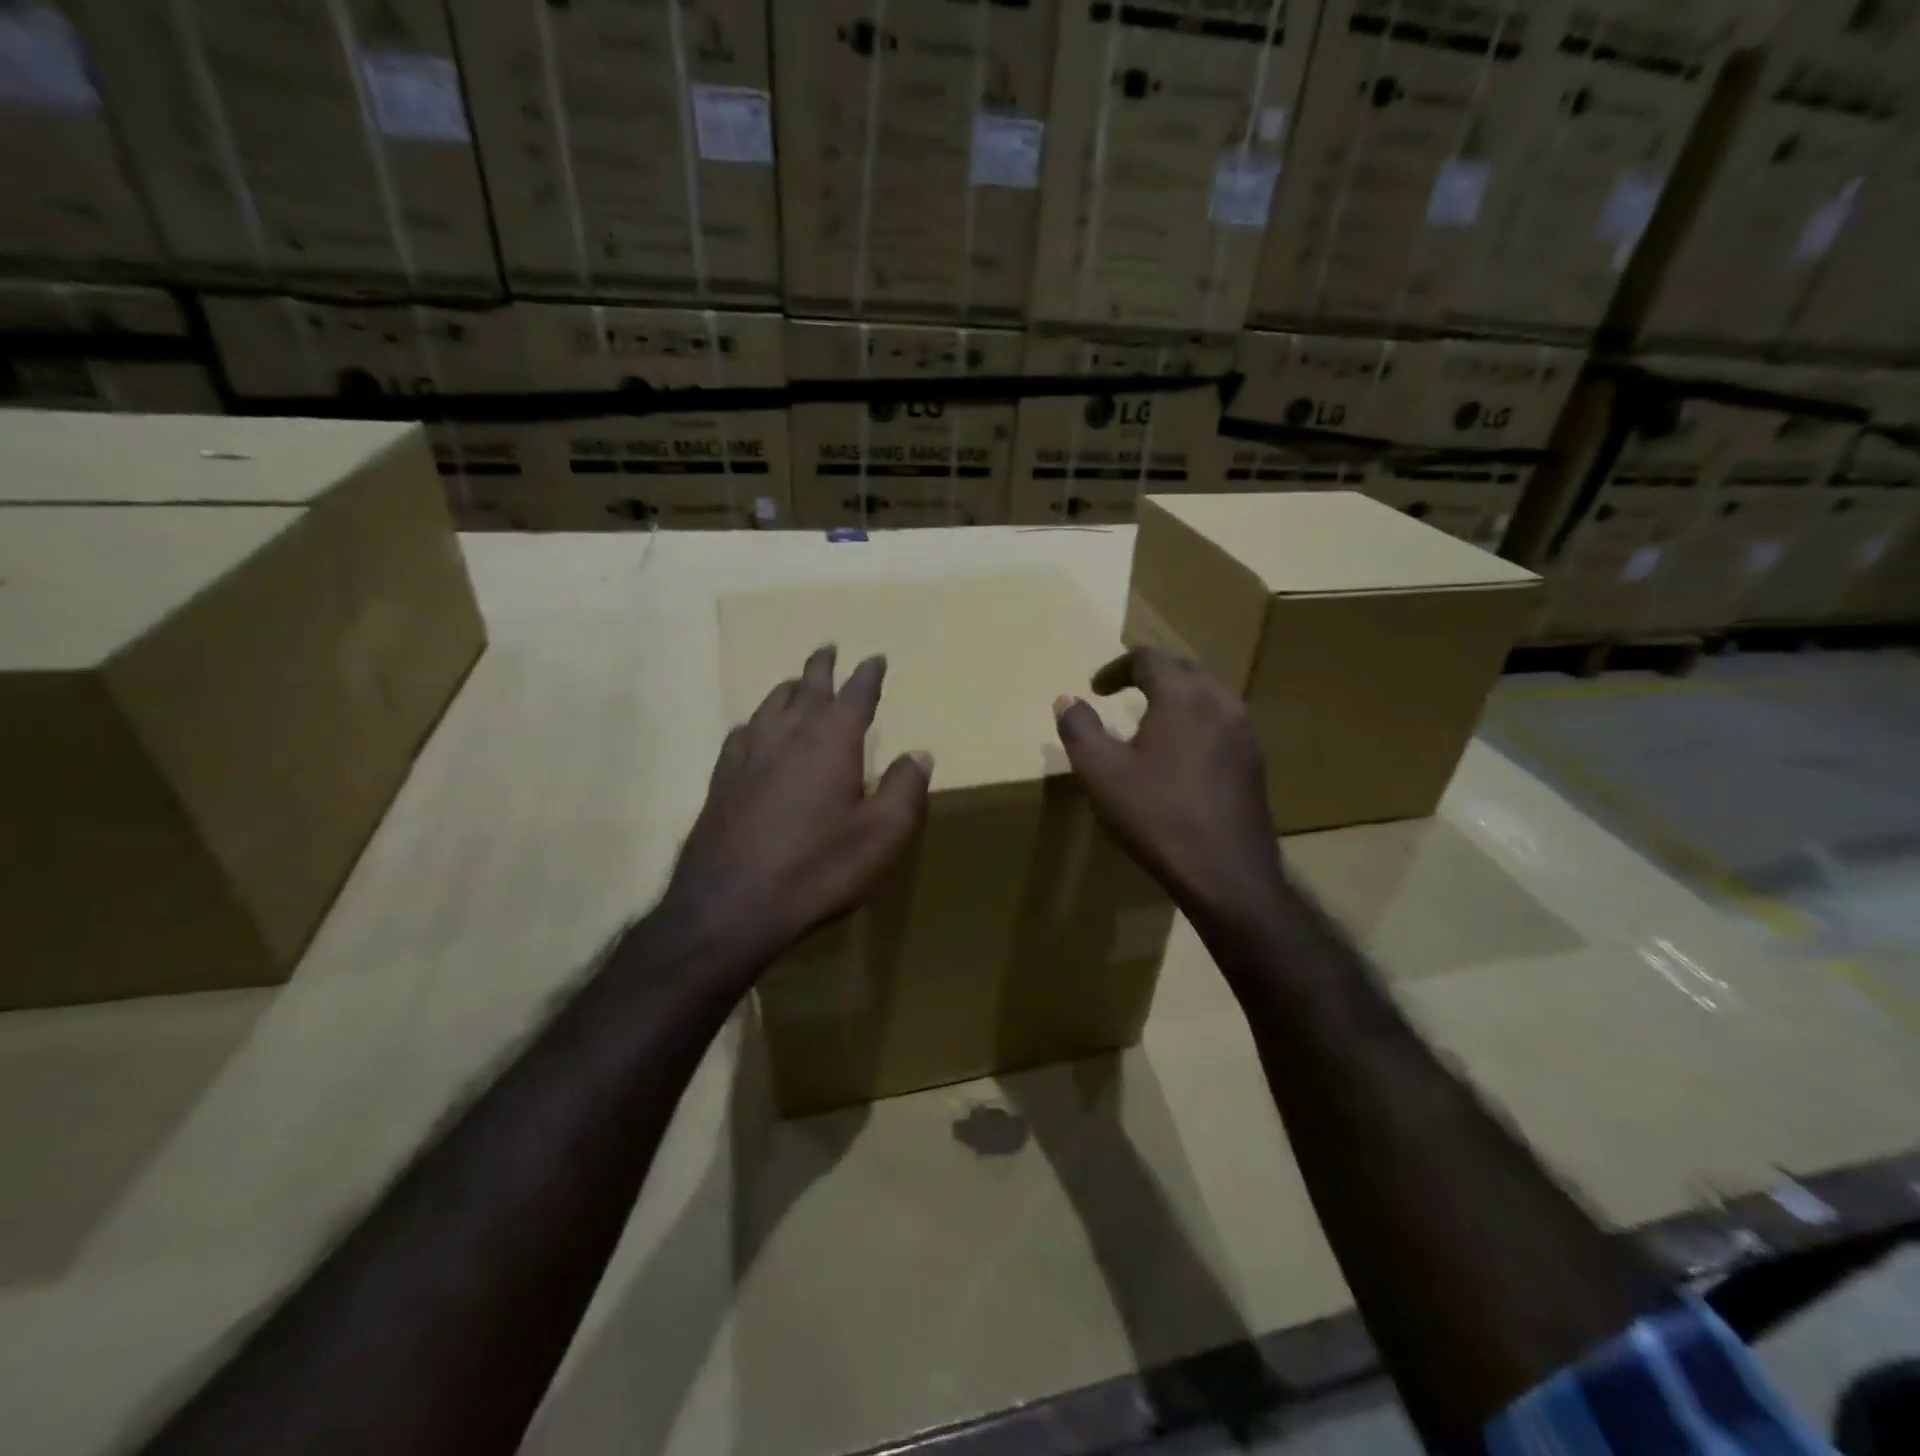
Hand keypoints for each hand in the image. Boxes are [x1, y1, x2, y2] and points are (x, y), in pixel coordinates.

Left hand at [668, 644, 930, 972]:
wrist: (730, 905)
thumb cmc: (818, 868)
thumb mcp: (882, 835)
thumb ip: (905, 789)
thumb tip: (919, 754)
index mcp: (832, 740)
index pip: (856, 693)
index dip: (868, 674)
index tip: (875, 658)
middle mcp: (788, 734)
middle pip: (807, 687)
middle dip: (821, 667)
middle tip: (828, 649)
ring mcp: (749, 754)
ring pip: (770, 704)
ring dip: (788, 689)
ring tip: (795, 683)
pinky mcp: (721, 779)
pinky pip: (742, 733)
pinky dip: (757, 722)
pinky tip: (754, 731)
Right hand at [1053, 646, 1280, 924]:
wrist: (1225, 872)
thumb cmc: (1156, 816)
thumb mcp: (1101, 772)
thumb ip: (1080, 729)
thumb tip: (1066, 700)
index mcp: (1183, 696)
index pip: (1150, 657)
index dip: (1117, 667)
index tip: (1095, 689)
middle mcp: (1220, 702)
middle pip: (1183, 668)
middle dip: (1148, 674)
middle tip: (1121, 693)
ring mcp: (1244, 732)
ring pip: (1207, 695)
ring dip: (1175, 697)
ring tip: (1149, 720)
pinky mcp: (1254, 762)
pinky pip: (1221, 722)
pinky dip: (1194, 721)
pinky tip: (1180, 754)